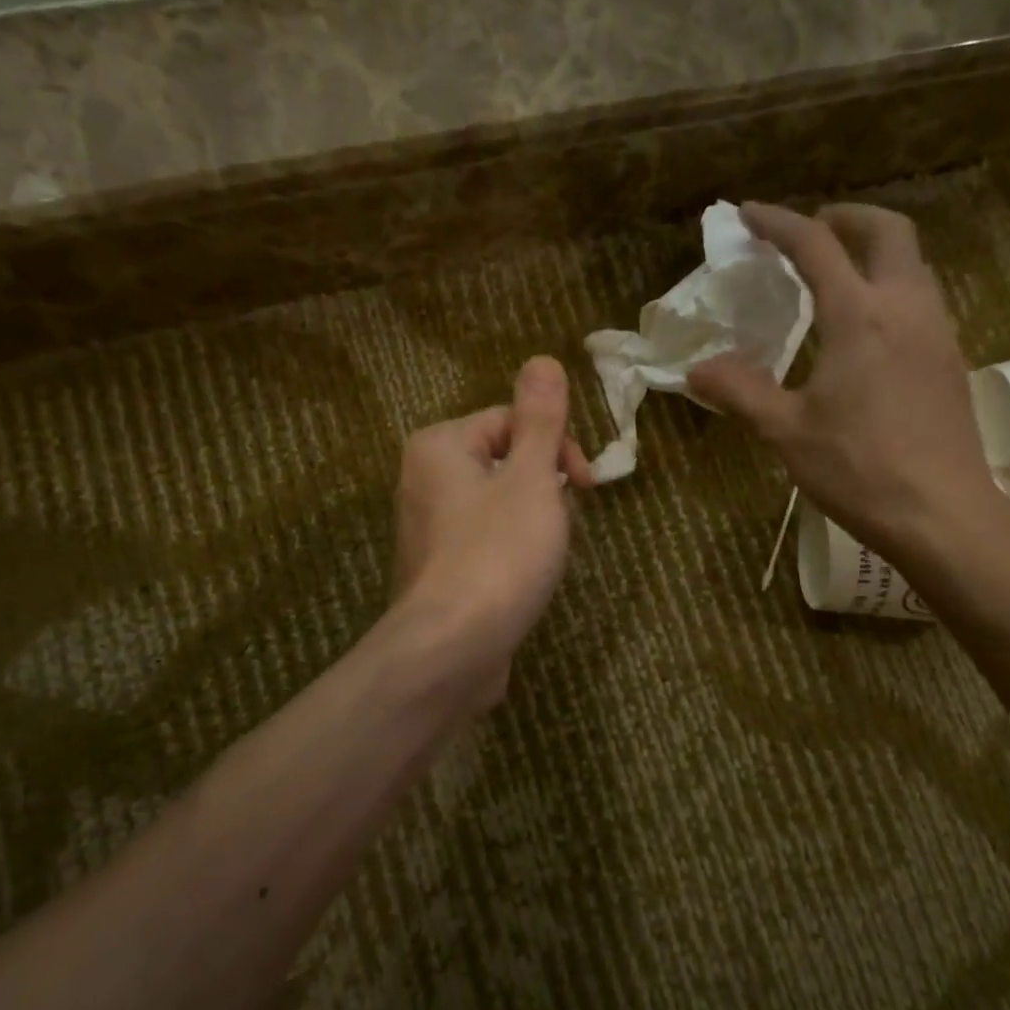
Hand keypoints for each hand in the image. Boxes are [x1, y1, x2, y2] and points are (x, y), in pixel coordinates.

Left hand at [392, 356, 593, 708]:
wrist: (452, 650)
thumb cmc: (498, 555)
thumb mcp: (531, 478)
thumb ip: (540, 420)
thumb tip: (542, 360)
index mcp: (440, 446)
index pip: (512, 420)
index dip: (557, 446)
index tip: (585, 485)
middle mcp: (423, 479)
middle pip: (504, 460)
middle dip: (545, 485)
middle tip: (565, 521)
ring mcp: (426, 529)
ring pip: (497, 503)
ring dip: (534, 519)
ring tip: (547, 554)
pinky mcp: (437, 570)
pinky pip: (484, 540)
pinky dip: (511, 550)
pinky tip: (525, 578)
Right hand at [690, 201, 1009, 563]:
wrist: (942, 513)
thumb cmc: (859, 470)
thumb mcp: (787, 432)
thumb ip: (741, 392)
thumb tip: (697, 371)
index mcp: (859, 316)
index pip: (816, 246)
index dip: (779, 223)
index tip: (749, 215)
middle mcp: (906, 307)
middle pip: (887, 231)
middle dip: (847, 218)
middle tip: (812, 231)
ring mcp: (937, 332)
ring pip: (912, 264)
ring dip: (875, 252)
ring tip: (838, 276)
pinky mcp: (951, 359)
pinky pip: (923, 299)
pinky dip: (892, 287)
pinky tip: (870, 328)